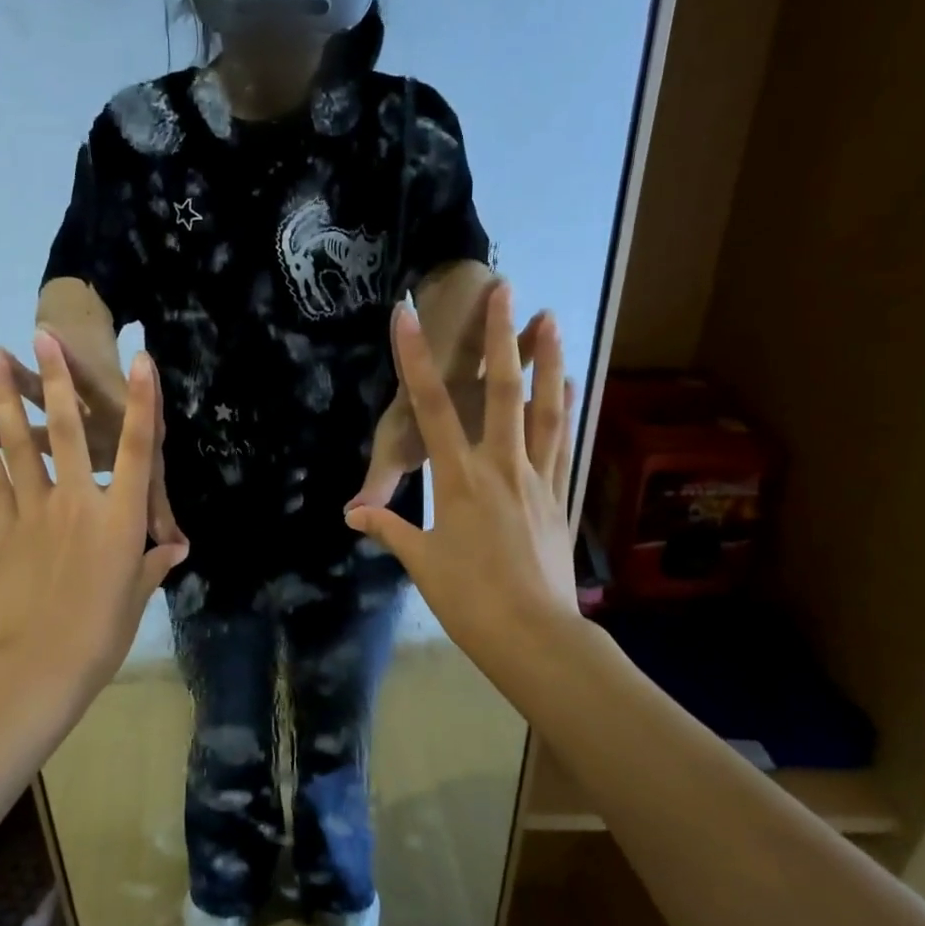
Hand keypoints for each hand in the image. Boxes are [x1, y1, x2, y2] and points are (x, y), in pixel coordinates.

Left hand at [0, 332, 188, 702]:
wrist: (36, 669)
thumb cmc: (101, 635)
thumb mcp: (138, 597)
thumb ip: (155, 564)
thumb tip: (176, 546)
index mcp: (119, 518)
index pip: (135, 449)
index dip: (141, 402)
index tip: (141, 360)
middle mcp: (79, 502)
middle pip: (66, 431)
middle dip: (56, 380)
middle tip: (41, 336)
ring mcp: (36, 513)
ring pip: (20, 446)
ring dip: (6, 401)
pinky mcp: (5, 531)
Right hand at [344, 286, 577, 673]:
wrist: (536, 635)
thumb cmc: (470, 599)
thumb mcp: (422, 563)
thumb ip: (389, 529)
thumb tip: (353, 514)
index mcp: (460, 478)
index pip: (431, 408)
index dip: (413, 359)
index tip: (404, 316)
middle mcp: (501, 465)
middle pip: (502, 391)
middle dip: (500, 337)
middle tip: (506, 290)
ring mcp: (536, 477)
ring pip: (545, 408)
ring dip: (548, 361)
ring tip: (553, 319)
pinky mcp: (560, 495)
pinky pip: (564, 442)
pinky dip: (567, 409)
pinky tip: (572, 386)